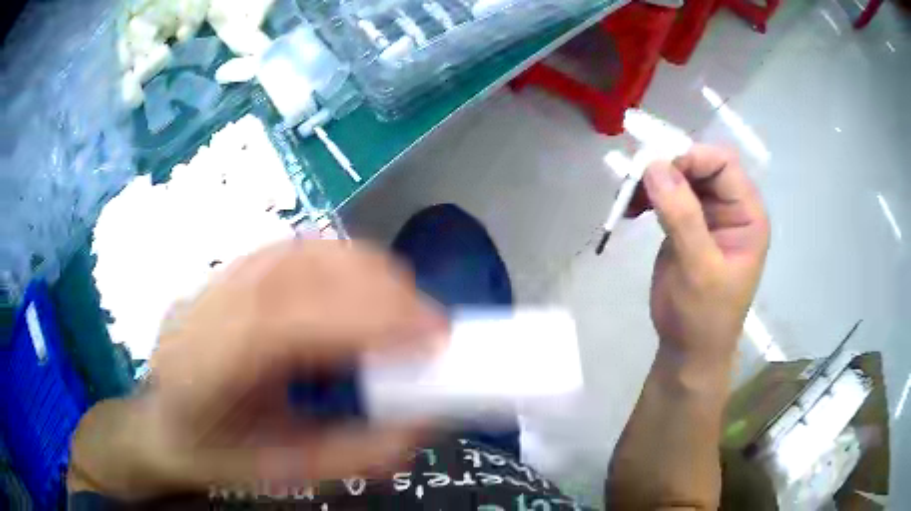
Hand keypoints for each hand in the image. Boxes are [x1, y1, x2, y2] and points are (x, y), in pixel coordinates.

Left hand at [70, 241, 448, 499]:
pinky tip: (367, 290)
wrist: (164, 423)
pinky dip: (344, 262)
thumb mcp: (285, 473)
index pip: (280, 323)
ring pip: (299, 250)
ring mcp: (216, 281)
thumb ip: (356, 454)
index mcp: (202, 369)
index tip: (429, 334)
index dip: (359, 319)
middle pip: (293, 272)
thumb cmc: (218, 454)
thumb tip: (424, 422)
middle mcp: (204, 310)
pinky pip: (296, 249)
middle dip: (377, 291)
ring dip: (365, 270)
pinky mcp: (233, 270)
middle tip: (431, 326)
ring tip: (406, 307)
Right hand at [643, 145, 769, 369]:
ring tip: (627, 198)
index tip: (657, 170)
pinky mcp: (686, 225)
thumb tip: (654, 165)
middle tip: (634, 182)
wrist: (688, 350)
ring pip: (679, 177)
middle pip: (699, 165)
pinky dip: (646, 196)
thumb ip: (682, 217)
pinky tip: (630, 209)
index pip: (723, 164)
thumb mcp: (699, 268)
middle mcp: (730, 208)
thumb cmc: (704, 316)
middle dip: (667, 167)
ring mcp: (707, 215)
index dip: (691, 158)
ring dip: (652, 181)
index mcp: (747, 214)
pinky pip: (666, 196)